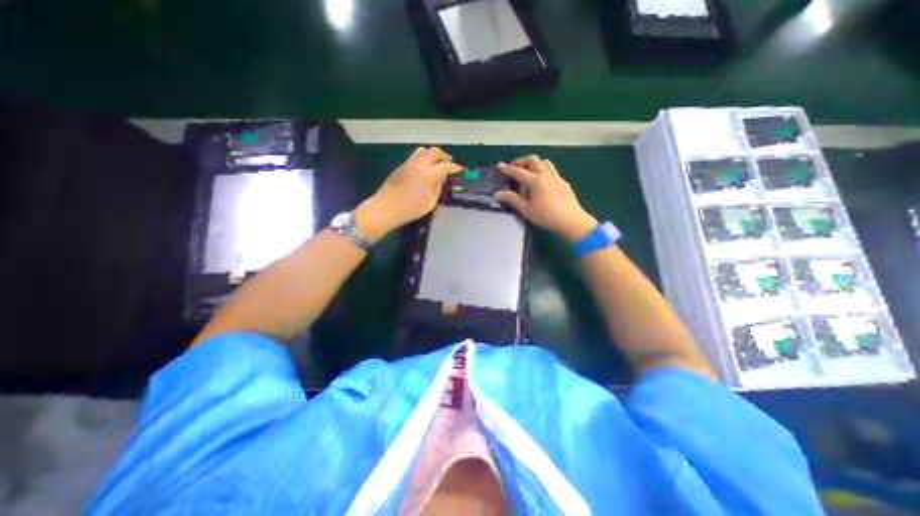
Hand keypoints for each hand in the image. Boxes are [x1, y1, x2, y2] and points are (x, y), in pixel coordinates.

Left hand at [354, 145, 462, 242]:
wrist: (387, 207)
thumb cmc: (411, 208)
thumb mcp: (431, 202)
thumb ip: (438, 188)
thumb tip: (441, 179)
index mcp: (430, 174)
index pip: (446, 166)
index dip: (454, 167)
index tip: (458, 169)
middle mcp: (420, 164)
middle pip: (434, 152)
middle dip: (444, 156)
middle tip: (448, 162)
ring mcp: (409, 163)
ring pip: (423, 150)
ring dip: (432, 154)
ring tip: (436, 162)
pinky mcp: (401, 166)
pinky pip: (415, 156)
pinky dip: (423, 157)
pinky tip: (423, 167)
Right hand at [497, 155, 596, 243]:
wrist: (572, 222)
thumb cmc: (546, 217)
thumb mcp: (526, 210)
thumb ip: (512, 199)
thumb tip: (497, 194)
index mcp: (535, 181)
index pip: (518, 171)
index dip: (507, 169)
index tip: (499, 166)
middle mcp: (546, 175)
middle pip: (533, 160)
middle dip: (521, 162)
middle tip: (515, 169)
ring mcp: (557, 178)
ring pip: (544, 163)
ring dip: (534, 164)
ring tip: (528, 174)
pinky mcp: (564, 183)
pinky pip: (552, 171)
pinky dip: (543, 171)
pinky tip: (542, 183)